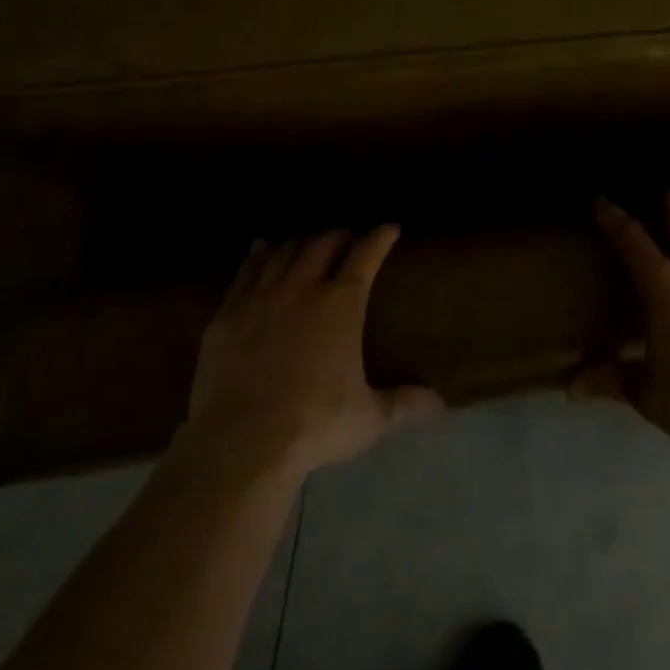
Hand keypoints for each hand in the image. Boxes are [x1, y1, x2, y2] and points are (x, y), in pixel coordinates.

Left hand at [183, 227, 443, 481]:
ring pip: (283, 252)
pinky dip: (258, 255)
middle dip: (339, 235)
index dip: (379, 237)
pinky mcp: (228, 313)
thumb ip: (404, 404)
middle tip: (348, 238)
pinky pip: (245, 271)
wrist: (241, 441)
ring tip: (308, 240)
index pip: (365, 255)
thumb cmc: (314, 425)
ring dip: (300, 241)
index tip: (389, 228)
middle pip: (322, 244)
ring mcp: (260, 297)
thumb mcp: (368, 418)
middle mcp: (301, 288)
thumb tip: (441, 405)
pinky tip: (260, 248)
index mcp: (340, 304)